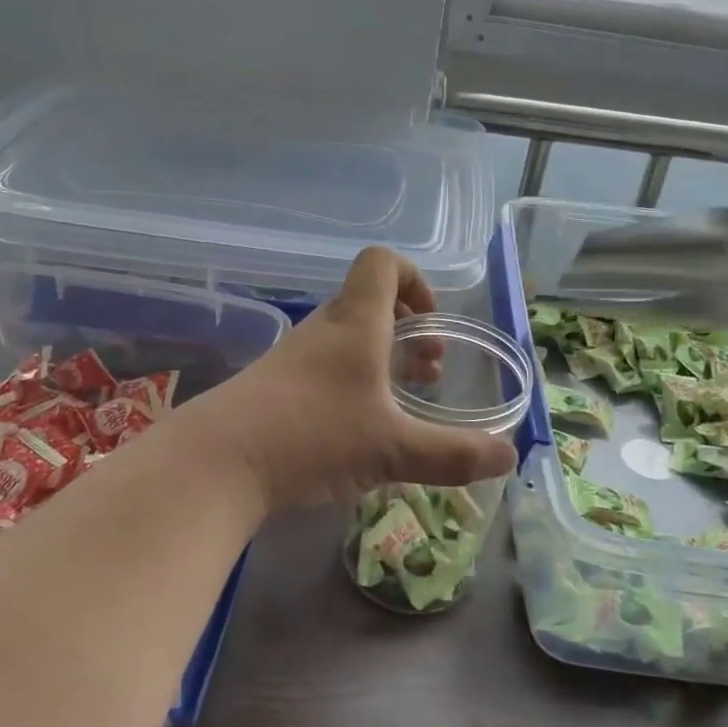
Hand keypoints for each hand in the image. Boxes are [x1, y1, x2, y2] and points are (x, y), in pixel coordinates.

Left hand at [189, 248, 519, 510]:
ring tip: (404, 402)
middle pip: (369, 303)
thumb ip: (454, 454)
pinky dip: (352, 384)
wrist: (216, 463)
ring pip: (347, 339)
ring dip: (381, 359)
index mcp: (356, 323)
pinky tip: (359, 431)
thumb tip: (510, 455)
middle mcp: (324, 330)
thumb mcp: (393, 449)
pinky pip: (324, 369)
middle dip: (408, 329)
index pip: (382, 263)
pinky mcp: (274, 388)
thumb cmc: (313, 436)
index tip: (432, 320)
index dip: (414, 279)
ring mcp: (294, 358)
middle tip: (430, 369)